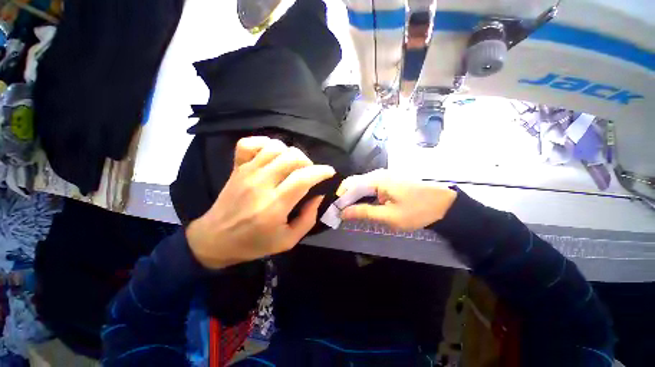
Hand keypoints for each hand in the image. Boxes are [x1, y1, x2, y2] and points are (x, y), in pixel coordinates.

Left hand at [186, 136, 334, 268]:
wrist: (215, 240)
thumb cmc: (254, 243)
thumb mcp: (288, 240)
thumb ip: (308, 218)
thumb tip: (318, 195)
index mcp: (274, 206)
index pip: (303, 178)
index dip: (321, 172)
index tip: (329, 172)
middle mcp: (261, 184)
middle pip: (292, 158)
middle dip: (308, 162)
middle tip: (309, 173)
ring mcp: (247, 172)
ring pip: (275, 147)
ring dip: (290, 153)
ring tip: (292, 166)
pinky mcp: (237, 167)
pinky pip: (249, 143)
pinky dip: (264, 143)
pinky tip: (272, 154)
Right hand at [336, 169, 456, 230]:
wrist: (444, 204)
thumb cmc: (417, 210)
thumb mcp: (389, 216)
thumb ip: (364, 212)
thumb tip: (343, 213)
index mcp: (376, 180)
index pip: (349, 185)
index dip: (340, 199)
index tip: (335, 212)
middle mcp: (377, 174)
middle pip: (354, 184)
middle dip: (345, 198)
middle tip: (342, 214)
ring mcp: (383, 176)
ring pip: (361, 185)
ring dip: (354, 198)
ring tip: (349, 212)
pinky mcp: (388, 181)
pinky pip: (369, 187)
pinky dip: (363, 197)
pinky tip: (362, 206)